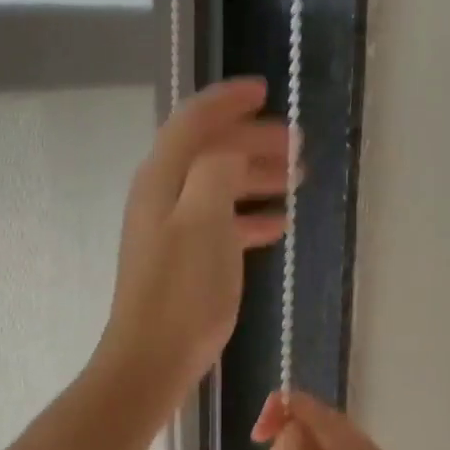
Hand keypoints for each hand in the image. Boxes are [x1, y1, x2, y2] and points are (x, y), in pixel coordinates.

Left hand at [95, 78, 293, 413]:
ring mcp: (170, 229)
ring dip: (255, 177)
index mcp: (162, 178)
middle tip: (298, 146)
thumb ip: (217, 172)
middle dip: (252, 141)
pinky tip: (278, 224)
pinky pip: (219, 222)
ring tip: (297, 179)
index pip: (193, 120)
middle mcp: (161, 195)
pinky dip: (247, 215)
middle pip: (208, 151)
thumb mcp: (204, 221)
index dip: (227, 101)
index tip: (265, 91)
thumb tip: (230, 150)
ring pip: (217, 186)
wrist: (152, 359)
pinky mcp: (182, 259)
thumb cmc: (181, 291)